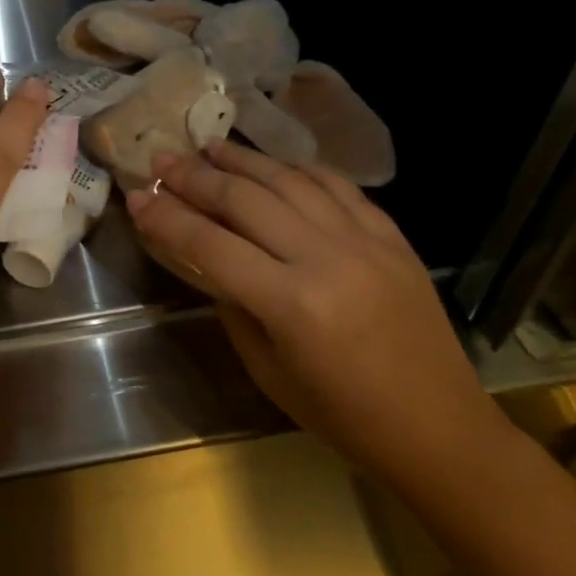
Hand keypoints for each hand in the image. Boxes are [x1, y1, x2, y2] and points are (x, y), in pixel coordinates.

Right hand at [127, 140, 508, 487]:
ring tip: (209, 146)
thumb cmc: (342, 415)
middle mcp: (326, 259)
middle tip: (162, 159)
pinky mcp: (392, 237)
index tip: (136, 196)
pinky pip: (338, 186)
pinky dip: (299, 168)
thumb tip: (206, 254)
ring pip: (291, 181)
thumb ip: (233, 304)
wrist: (439, 428)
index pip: (210, 244)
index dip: (166, 217)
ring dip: (244, 160)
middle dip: (195, 177)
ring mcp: (365, 242)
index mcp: (291, 305)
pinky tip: (274, 164)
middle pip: (245, 200)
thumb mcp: (267, 370)